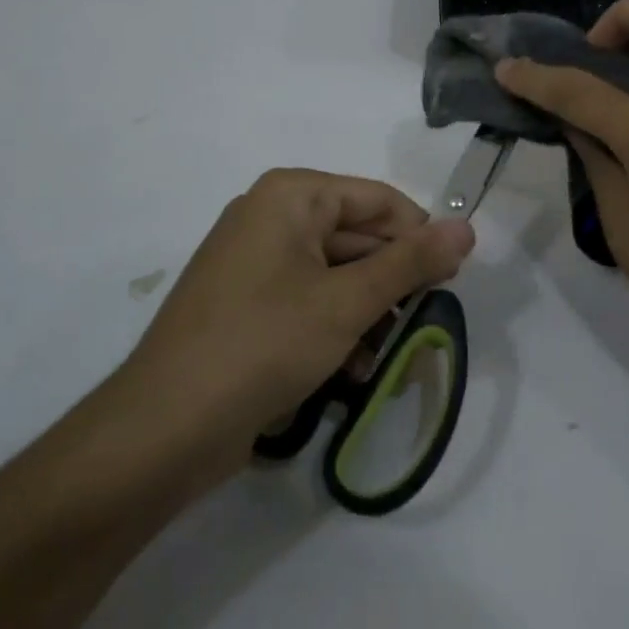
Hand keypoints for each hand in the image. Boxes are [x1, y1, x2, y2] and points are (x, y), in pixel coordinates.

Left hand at [106, 169, 474, 495]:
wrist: (161, 432)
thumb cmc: (262, 345)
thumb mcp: (347, 302)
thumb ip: (411, 262)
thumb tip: (468, 226)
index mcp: (292, 196)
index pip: (380, 200)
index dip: (420, 238)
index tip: (452, 282)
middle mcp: (272, 217)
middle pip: (358, 237)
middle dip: (393, 285)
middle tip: (426, 326)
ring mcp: (255, 263)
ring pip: (337, 275)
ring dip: (369, 315)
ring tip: (390, 359)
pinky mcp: (247, 306)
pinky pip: (309, 302)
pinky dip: (336, 330)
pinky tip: (355, 372)